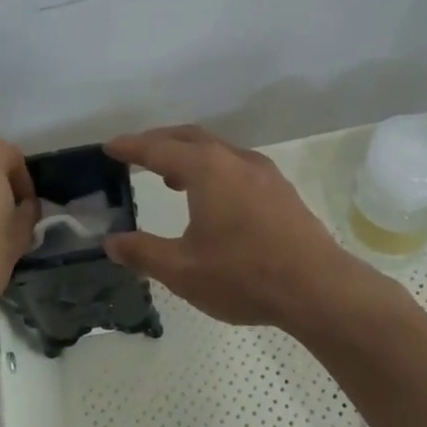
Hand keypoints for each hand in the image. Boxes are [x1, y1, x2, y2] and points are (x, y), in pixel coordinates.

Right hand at [104, 125, 382, 331]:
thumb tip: (112, 242)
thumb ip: (143, 253)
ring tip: (170, 176)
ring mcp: (264, 173)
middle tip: (136, 154)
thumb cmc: (244, 275)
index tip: (109, 147)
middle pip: (190, 138)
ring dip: (189, 155)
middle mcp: (235, 160)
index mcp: (207, 169)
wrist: (317, 287)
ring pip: (218, 151)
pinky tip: (213, 198)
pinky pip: (237, 166)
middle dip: (160, 142)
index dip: (131, 148)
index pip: (159, 149)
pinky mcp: (281, 190)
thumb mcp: (183, 270)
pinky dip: (213, 169)